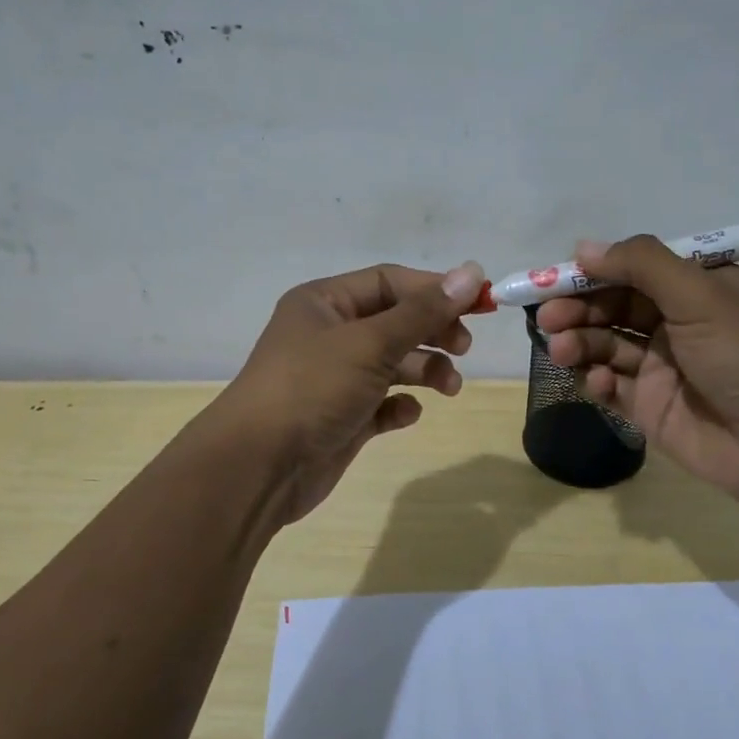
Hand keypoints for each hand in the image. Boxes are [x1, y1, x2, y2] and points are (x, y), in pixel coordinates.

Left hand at [213, 260, 486, 523]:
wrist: (259, 467)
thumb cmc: (312, 388)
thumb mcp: (371, 343)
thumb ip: (423, 312)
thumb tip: (471, 272)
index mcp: (324, 303)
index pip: (389, 281)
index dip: (434, 289)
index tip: (478, 303)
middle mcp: (328, 335)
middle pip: (394, 321)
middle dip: (432, 331)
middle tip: (464, 347)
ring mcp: (334, 378)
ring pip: (392, 363)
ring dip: (425, 369)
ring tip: (450, 387)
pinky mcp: (341, 418)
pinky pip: (381, 403)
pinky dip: (399, 406)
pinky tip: (407, 413)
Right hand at [533, 235, 738, 503]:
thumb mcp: (700, 294)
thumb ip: (641, 264)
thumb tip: (583, 247)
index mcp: (697, 289)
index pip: (634, 270)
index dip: (593, 272)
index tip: (553, 279)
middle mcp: (678, 323)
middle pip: (613, 307)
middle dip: (578, 309)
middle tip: (548, 318)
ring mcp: (663, 367)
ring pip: (606, 345)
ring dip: (580, 343)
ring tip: (562, 350)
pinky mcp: (650, 407)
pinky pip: (612, 386)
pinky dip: (597, 381)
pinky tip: (599, 384)